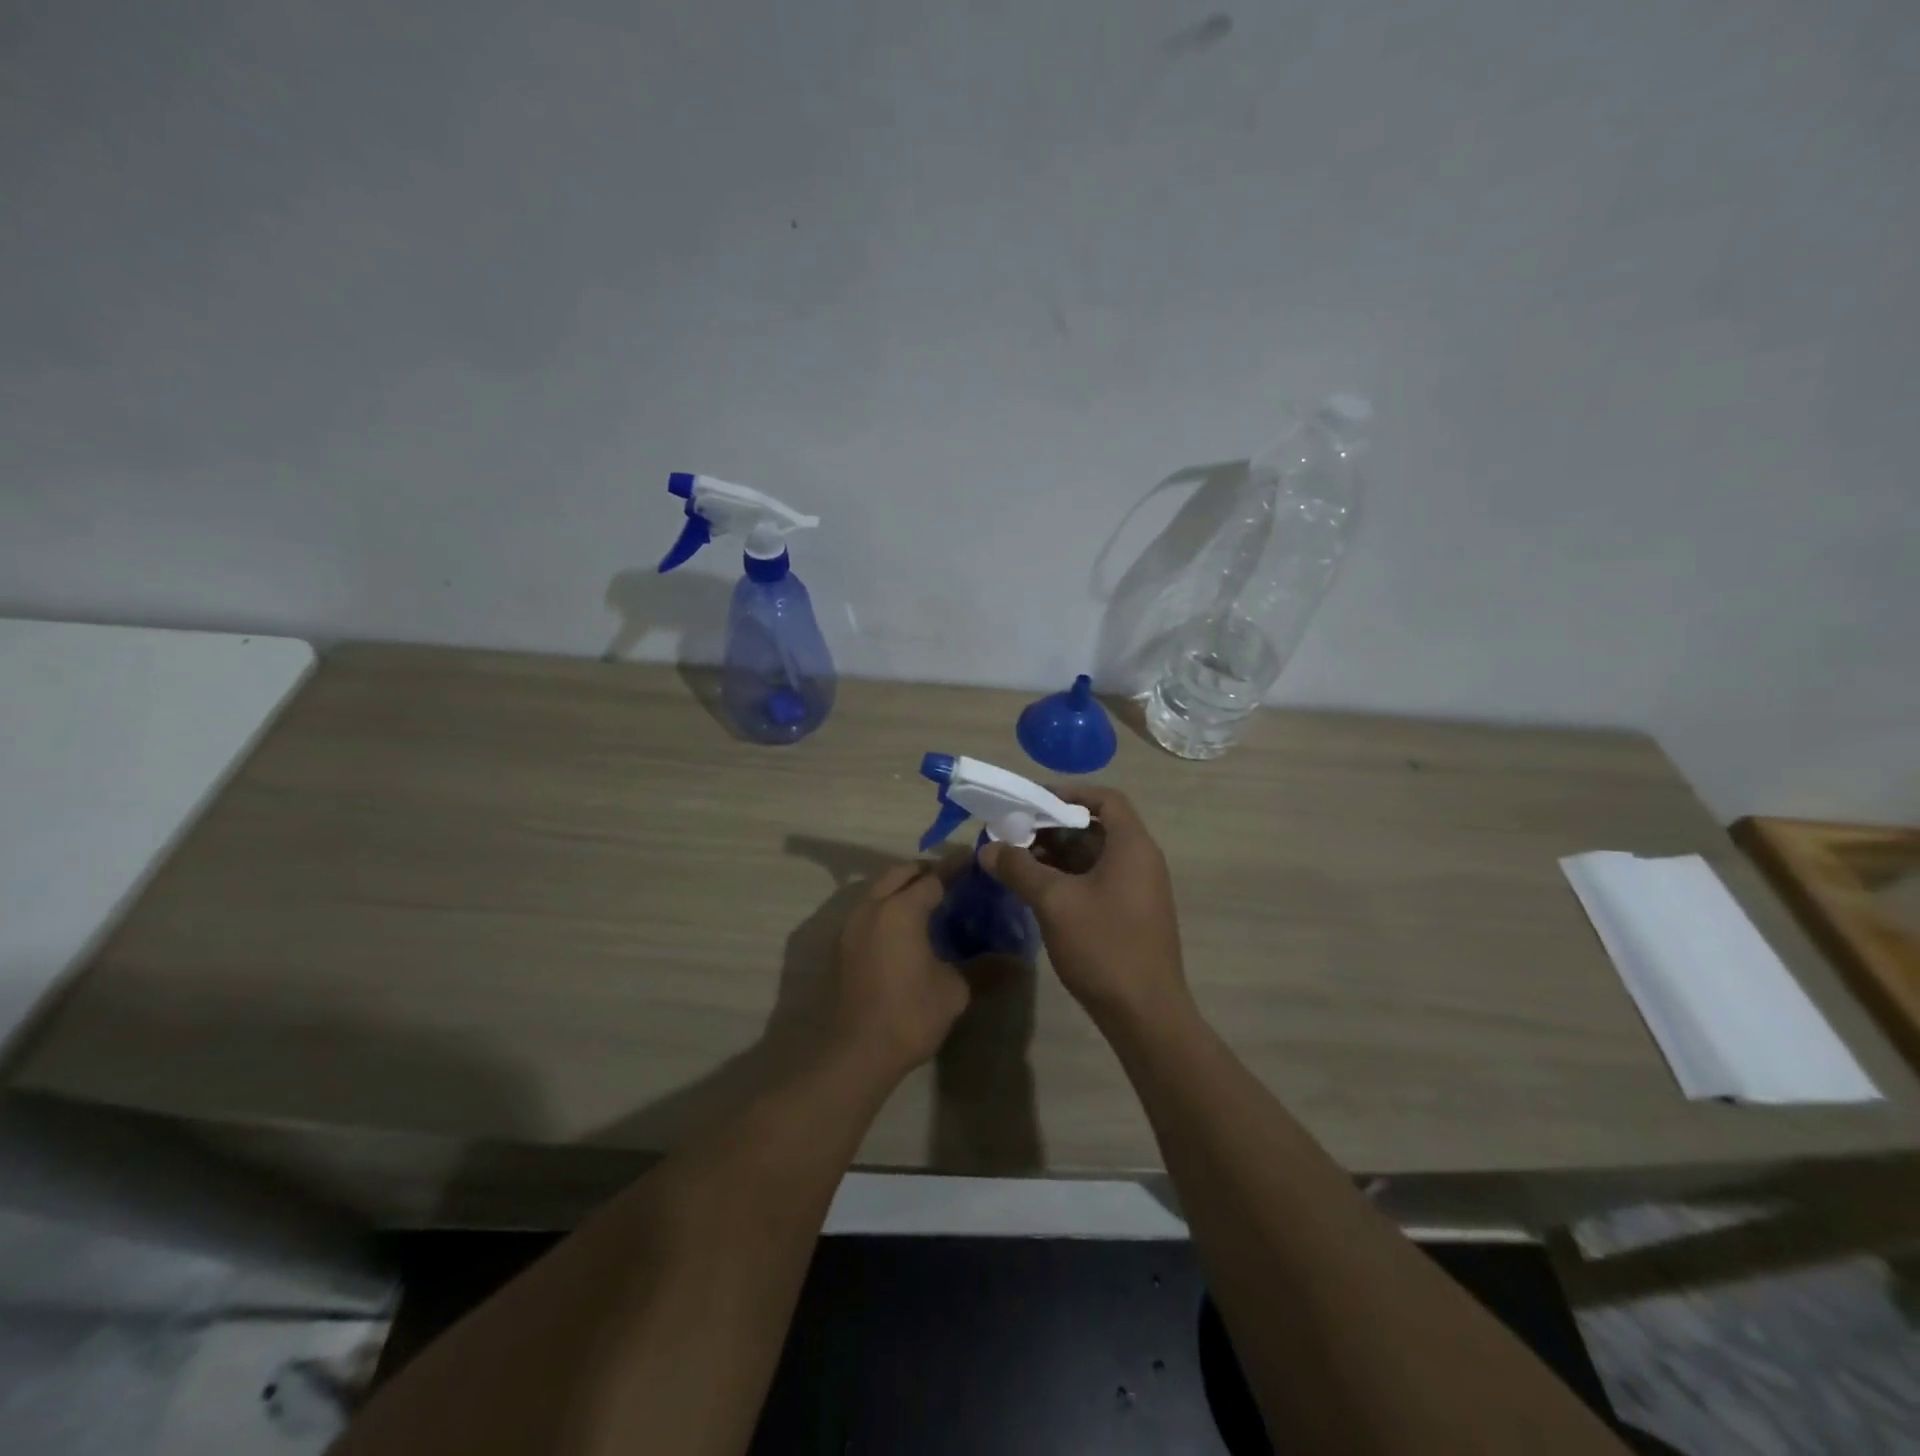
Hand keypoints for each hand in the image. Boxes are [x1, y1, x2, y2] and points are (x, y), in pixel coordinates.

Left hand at [830, 862, 972, 1081]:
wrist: (855, 1053)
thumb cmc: (908, 1015)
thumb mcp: (954, 991)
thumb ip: (984, 969)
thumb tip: (1018, 964)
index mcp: (901, 910)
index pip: (934, 877)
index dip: (956, 867)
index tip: (975, 859)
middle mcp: (872, 907)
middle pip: (900, 873)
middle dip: (926, 870)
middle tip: (952, 880)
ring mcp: (852, 925)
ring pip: (879, 889)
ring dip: (903, 886)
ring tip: (930, 902)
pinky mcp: (842, 945)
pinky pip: (868, 910)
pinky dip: (888, 906)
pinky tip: (905, 928)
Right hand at [979, 786, 1187, 1025]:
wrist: (1145, 1014)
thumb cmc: (1104, 946)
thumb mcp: (1054, 902)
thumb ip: (1019, 869)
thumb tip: (988, 848)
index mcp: (1132, 846)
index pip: (1105, 799)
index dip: (1069, 793)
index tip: (1033, 801)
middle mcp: (1141, 860)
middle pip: (1096, 826)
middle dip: (1053, 826)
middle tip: (1015, 833)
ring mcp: (1139, 889)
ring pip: (1094, 856)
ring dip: (1057, 853)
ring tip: (1018, 860)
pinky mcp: (1131, 913)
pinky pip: (1098, 879)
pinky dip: (1068, 876)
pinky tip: (1038, 889)